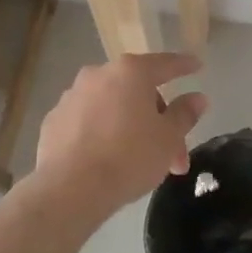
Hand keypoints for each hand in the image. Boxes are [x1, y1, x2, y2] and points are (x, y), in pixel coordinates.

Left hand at [31, 54, 208, 214]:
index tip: (196, 66)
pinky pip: (88, 121)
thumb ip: (184, 114)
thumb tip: (197, 98)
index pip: (165, 64)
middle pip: (137, 91)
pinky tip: (108, 159)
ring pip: (112, 107)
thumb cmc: (129, 157)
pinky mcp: (54, 120)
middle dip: (158, 120)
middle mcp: (98, 75)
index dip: (184, 66)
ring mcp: (72, 96)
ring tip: (141, 161)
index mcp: (130, 72)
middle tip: (173, 154)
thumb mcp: (168, 138)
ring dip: (130, 127)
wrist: (70, 188)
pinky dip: (102, 133)